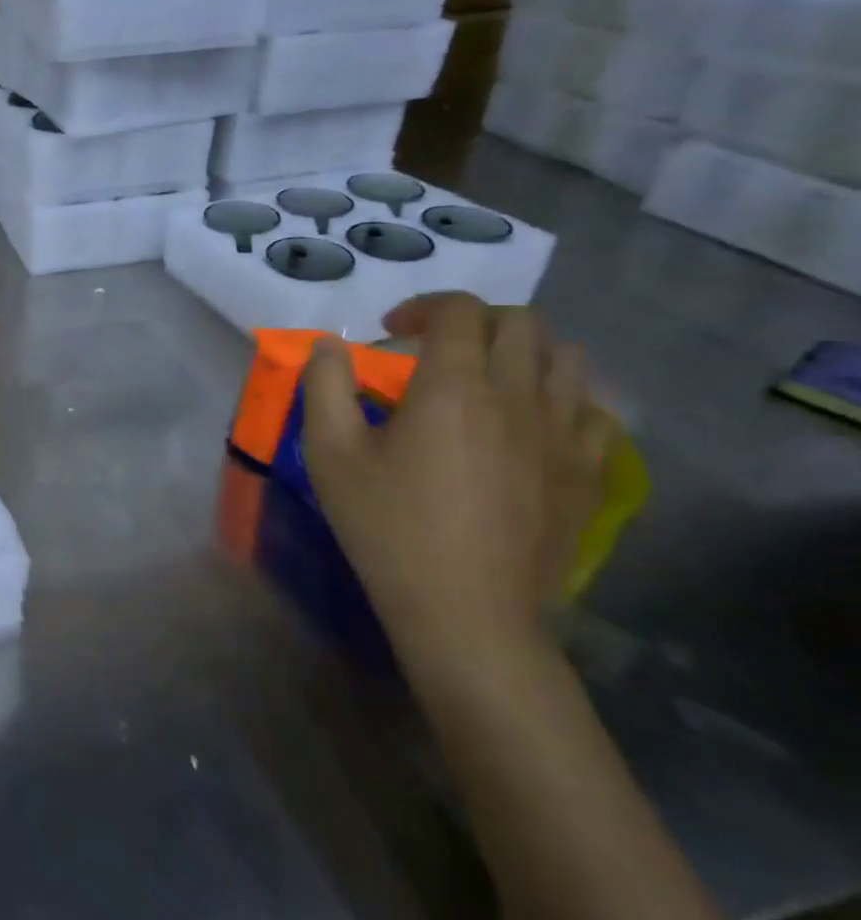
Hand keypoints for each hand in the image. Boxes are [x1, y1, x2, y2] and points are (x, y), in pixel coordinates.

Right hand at [300, 294, 615, 676]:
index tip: (390, 333)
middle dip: (473, 323)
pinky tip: (530, 423)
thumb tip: (330, 345)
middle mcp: (520, 397)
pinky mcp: (589, 473)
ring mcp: (566, 436)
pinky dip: (562, 398)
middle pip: (521, 324)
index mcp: (455, 387)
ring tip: (486, 380)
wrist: (467, 612)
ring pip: (567, 360)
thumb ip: (325, 386)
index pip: (459, 310)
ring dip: (523, 353)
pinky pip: (594, 410)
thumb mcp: (329, 453)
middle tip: (435, 352)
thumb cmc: (387, 526)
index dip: (422, 307)